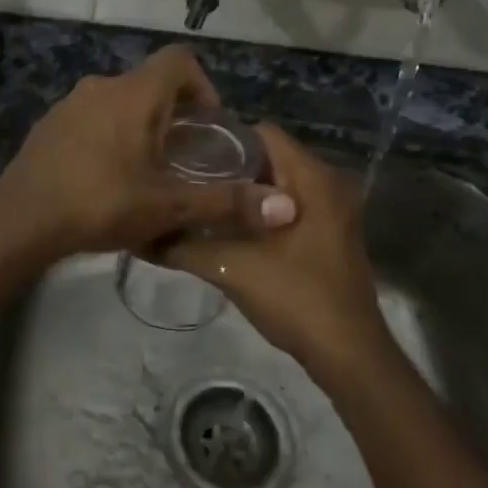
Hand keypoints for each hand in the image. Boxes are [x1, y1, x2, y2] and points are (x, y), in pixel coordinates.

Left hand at [0, 45, 296, 262]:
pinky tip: (107, 177)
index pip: (179, 60)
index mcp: (134, 93)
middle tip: (185, 157)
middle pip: (151, 84)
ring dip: (140, 126)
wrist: (21, 219)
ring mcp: (70, 104)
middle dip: (174, 114)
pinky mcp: (49, 125)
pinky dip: (109, 135)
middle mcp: (102, 86)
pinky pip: (92, 118)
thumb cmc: (100, 203)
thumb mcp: (168, 205)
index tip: (208, 126)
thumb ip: (226, 203)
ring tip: (148, 171)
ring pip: (119, 102)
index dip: (203, 86)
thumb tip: (286, 207)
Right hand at [160, 124, 388, 377]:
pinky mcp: (329, 234)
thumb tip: (140, 233)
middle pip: (268, 157)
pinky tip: (226, 228)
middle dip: (226, 165)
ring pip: (277, 183)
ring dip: (241, 191)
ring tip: (197, 200)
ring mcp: (332, 210)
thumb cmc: (296, 297)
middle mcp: (328, 184)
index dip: (221, 138)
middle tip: (183, 177)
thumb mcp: (232, 268)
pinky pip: (288, 205)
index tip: (185, 152)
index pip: (261, 133)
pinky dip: (258, 210)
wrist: (347, 353)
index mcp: (312, 178)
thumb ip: (184, 245)